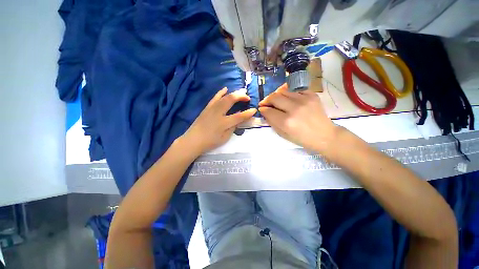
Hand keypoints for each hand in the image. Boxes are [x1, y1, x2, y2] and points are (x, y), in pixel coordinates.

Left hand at [182, 88, 255, 154]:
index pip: (239, 116)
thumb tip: (239, 118)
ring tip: (241, 92)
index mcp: (223, 123)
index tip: (254, 110)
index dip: (248, 113)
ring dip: (234, 93)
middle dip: (241, 97)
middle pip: (231, 100)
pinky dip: (221, 92)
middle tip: (247, 98)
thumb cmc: (210, 141)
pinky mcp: (207, 107)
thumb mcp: (224, 138)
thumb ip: (233, 127)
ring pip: (224, 97)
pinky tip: (225, 89)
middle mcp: (218, 113)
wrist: (193, 140)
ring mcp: (211, 109)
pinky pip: (215, 97)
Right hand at [258, 84, 338, 152]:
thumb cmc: (302, 139)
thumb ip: (272, 122)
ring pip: (283, 90)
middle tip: (265, 103)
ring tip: (276, 100)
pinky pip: (294, 89)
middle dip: (266, 100)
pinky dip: (288, 92)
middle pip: (274, 97)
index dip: (262, 109)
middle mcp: (294, 108)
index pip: (268, 110)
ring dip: (276, 95)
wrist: (324, 135)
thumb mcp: (283, 135)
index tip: (261, 109)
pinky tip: (288, 98)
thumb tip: (265, 112)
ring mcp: (304, 100)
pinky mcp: (312, 95)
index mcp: (286, 122)